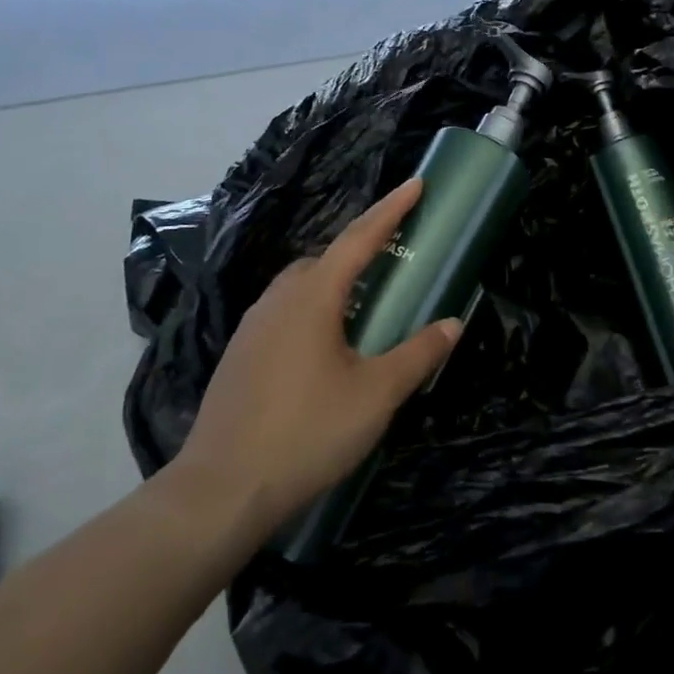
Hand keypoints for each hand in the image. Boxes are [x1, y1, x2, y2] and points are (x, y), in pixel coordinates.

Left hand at [163, 179, 460, 535]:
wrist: (220, 491)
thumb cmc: (306, 432)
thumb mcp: (375, 394)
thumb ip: (417, 354)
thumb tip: (453, 324)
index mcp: (313, 296)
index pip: (360, 237)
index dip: (392, 209)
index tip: (416, 182)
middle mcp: (279, 299)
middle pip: (326, 257)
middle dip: (362, 247)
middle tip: (395, 254)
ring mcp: (253, 326)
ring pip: (301, 285)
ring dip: (335, 279)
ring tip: (365, 302)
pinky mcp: (240, 355)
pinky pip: (285, 311)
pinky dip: (314, 308)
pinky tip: (326, 344)